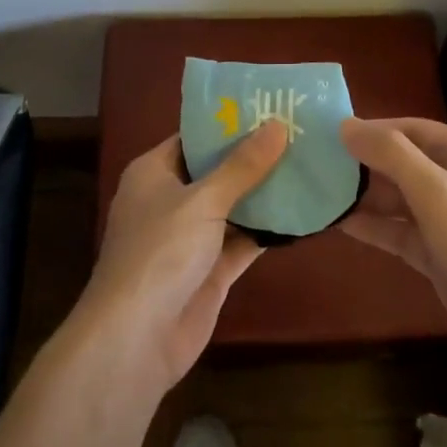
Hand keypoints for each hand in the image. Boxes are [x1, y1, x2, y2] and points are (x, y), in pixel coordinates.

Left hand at [77, 121, 286, 393]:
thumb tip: (277, 125)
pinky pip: (243, 241)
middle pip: (217, 171)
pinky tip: (304, 212)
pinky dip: (267, 230)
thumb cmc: (160, 252)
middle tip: (301, 134)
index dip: (229, 123)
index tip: (270, 107)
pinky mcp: (210, 270)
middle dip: (254, 157)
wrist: (136, 339)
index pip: (194, 137)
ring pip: (233, 207)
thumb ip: (242, 166)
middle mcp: (171, 200)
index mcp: (154, 173)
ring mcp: (191, 238)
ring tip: (310, 165)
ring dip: (265, 193)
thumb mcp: (203, 200)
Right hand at [338, 116, 446, 380]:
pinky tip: (340, 223)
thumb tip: (346, 124)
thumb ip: (391, 155)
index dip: (372, 129)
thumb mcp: (437, 193)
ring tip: (319, 192)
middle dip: (364, 163)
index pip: (412, 128)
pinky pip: (402, 230)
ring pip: (401, 198)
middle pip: (404, 161)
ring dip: (365, 196)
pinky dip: (375, 226)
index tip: (328, 135)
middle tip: (316, 165)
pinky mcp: (442, 254)